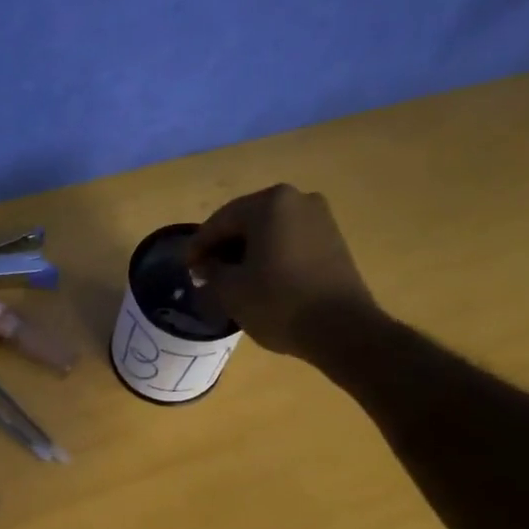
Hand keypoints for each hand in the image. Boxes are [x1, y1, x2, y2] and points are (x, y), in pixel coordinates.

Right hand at [188, 184, 378, 356]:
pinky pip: (290, 242)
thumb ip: (211, 271)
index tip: (186, 268)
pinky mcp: (333, 241)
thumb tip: (205, 265)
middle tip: (206, 274)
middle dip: (224, 247)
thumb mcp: (231, 290)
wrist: (342, 329)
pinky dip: (270, 257)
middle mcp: (298, 200)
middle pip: (247, 222)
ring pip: (270, 232)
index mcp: (270, 203)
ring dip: (247, 253)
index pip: (221, 220)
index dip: (199, 246)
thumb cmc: (279, 303)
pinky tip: (260, 281)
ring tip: (231, 281)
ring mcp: (320, 219)